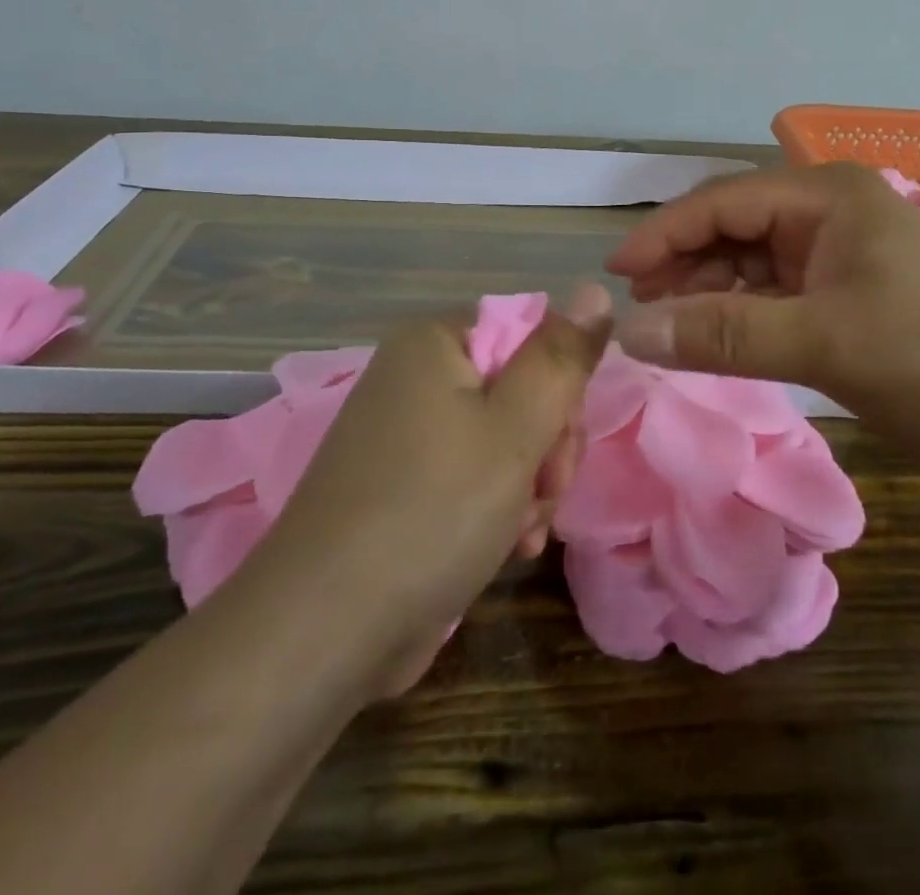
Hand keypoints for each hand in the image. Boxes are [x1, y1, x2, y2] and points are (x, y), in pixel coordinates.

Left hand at [252, 286, 611, 693]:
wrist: (325, 631)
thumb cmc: (434, 510)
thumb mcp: (516, 427)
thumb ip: (562, 357)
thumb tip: (595, 288)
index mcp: (433, 344)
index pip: (529, 336)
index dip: (559, 388)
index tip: (563, 442)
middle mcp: (414, 378)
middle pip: (518, 390)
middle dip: (547, 447)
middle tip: (546, 493)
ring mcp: (404, 435)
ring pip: (503, 440)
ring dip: (529, 486)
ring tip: (524, 534)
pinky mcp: (402, 487)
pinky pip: (471, 477)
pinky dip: (497, 508)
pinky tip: (508, 548)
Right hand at [605, 164, 919, 480]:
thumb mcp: (823, 343)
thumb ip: (723, 334)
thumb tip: (630, 333)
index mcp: (826, 196)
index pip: (722, 202)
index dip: (663, 235)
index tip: (615, 275)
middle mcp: (829, 211)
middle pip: (732, 226)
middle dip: (682, 262)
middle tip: (638, 308)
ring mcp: (839, 250)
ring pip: (750, 260)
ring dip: (707, 288)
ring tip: (667, 323)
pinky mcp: (846, 289)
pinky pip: (774, 290)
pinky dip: (739, 310)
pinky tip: (714, 333)